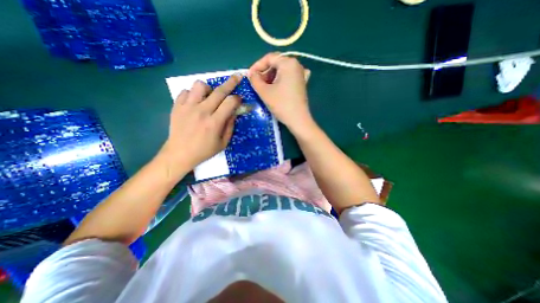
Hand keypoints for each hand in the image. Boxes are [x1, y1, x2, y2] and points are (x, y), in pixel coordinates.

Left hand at [158, 75, 240, 171]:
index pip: (230, 102)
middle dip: (231, 82)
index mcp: (214, 122)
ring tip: (210, 96)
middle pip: (219, 91)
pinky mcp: (177, 106)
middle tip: (237, 77)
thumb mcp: (223, 143)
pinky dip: (193, 94)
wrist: (179, 154)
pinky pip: (186, 92)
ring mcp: (187, 107)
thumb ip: (230, 126)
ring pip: (200, 85)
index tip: (240, 99)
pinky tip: (196, 103)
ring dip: (209, 88)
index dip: (237, 98)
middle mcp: (202, 111)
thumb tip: (234, 112)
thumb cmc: (204, 151)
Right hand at [248, 53, 313, 132]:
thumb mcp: (264, 91)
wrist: (298, 120)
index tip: (249, 76)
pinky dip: (280, 81)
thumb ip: (254, 79)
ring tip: (264, 88)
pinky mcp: (301, 84)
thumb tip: (251, 74)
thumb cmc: (281, 104)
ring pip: (281, 71)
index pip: (269, 58)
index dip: (257, 66)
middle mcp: (296, 65)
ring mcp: (300, 75)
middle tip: (256, 84)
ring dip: (271, 78)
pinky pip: (287, 78)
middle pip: (276, 64)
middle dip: (264, 73)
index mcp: (288, 63)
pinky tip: (276, 88)